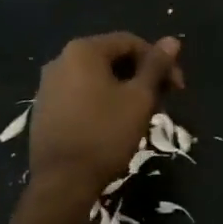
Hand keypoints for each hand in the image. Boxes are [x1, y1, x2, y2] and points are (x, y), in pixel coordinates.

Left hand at [29, 32, 183, 196]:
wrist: (62, 183)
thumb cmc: (105, 134)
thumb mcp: (139, 98)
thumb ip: (156, 66)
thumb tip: (172, 40)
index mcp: (83, 50)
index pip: (130, 42)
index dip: (159, 61)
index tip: (177, 88)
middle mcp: (60, 60)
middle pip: (112, 58)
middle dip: (141, 76)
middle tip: (162, 101)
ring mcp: (48, 86)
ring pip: (96, 78)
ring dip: (123, 90)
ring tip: (141, 114)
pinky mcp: (44, 110)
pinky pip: (80, 95)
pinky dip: (102, 102)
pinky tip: (114, 124)